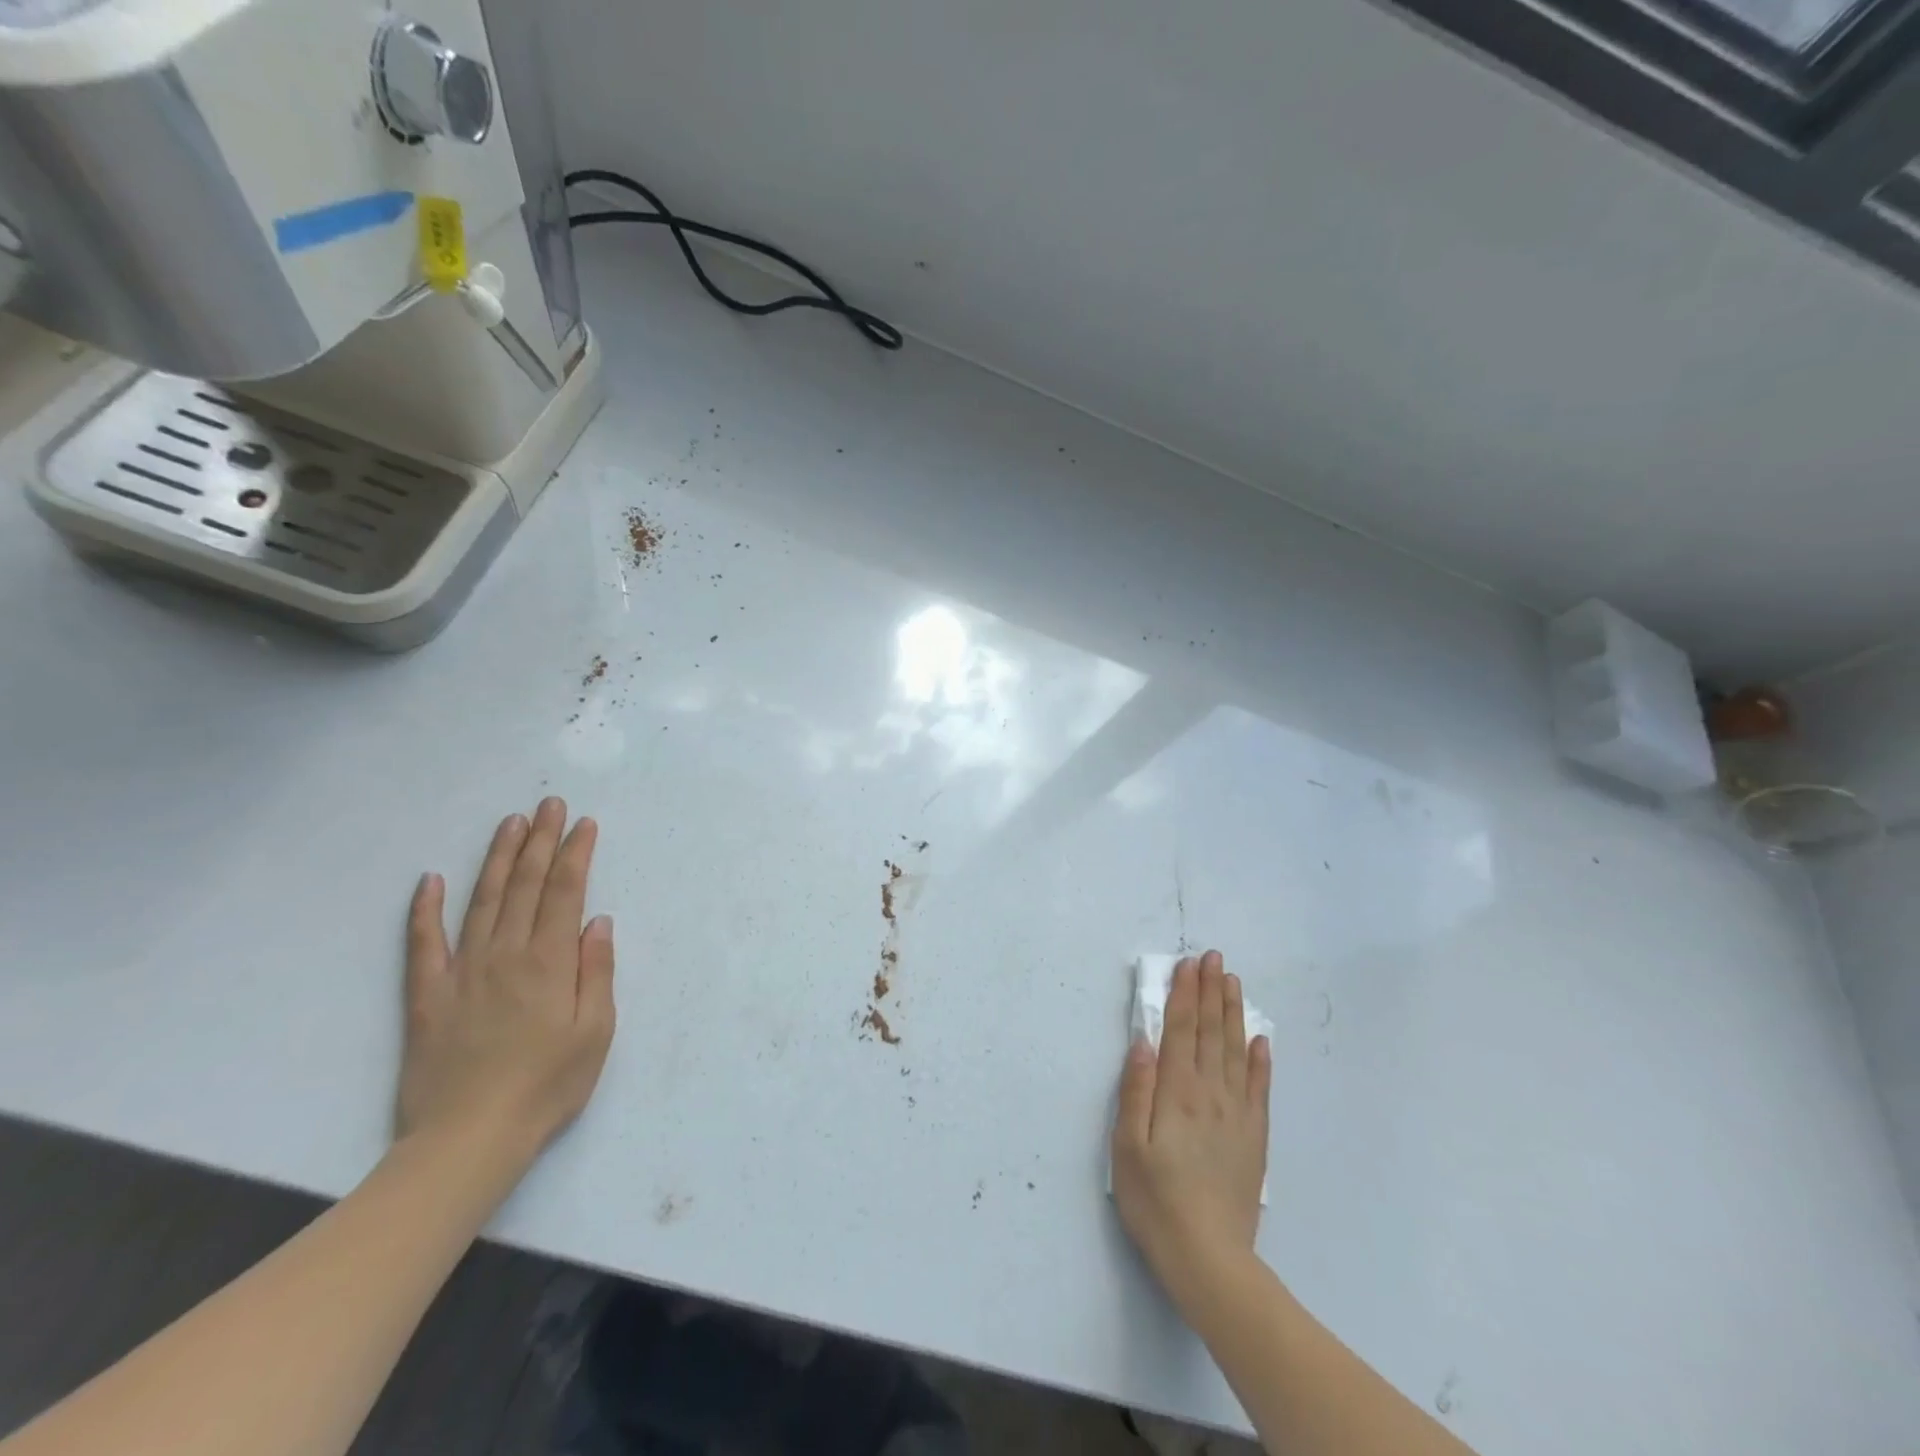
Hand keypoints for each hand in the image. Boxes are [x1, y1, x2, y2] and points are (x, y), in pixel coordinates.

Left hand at [398, 798, 616, 1171]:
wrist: (468, 1140)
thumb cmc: (547, 1086)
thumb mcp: (596, 1032)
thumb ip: (597, 971)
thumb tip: (598, 921)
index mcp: (549, 963)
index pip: (565, 893)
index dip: (576, 854)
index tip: (584, 824)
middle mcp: (506, 954)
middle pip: (526, 886)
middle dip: (541, 841)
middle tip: (549, 805)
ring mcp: (462, 972)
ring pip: (482, 901)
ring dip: (498, 859)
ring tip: (510, 824)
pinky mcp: (428, 996)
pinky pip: (423, 944)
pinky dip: (424, 910)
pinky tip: (429, 880)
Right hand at [1112, 950, 1271, 1302]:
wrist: (1209, 1258)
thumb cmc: (1155, 1200)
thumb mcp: (1127, 1145)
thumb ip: (1136, 1090)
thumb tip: (1144, 1041)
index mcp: (1177, 1092)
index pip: (1182, 1030)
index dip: (1185, 994)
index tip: (1189, 963)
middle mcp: (1211, 1093)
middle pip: (1211, 1032)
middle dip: (1211, 992)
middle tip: (1214, 958)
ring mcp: (1237, 1115)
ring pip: (1236, 1051)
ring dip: (1233, 1014)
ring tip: (1233, 983)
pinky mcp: (1253, 1137)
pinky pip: (1259, 1088)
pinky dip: (1261, 1060)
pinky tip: (1261, 1040)